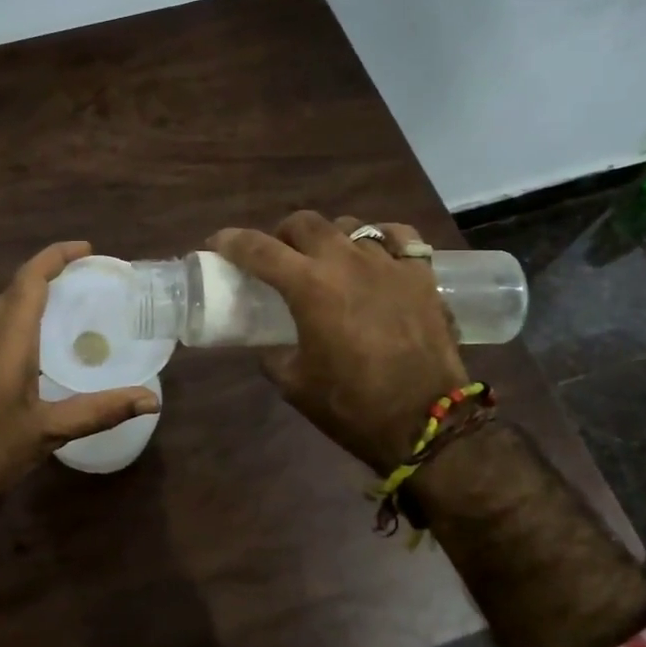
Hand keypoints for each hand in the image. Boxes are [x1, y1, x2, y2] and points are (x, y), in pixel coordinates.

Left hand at [0, 242, 157, 585]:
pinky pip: (0, 325)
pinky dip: (25, 314)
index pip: (29, 281)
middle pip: (16, 287)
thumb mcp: (49, 432)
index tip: (87, 250)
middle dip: (50, 270)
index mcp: (7, 342)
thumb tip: (150, 400)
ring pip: (5, 305)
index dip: (55, 257)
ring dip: (35, 291)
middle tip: (89, 273)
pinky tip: (44, 338)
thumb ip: (99, 411)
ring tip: (73, 297)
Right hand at [208, 212, 467, 472]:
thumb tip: (270, 343)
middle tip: (277, 257)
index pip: (258, 248)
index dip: (231, 241)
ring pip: (349, 225)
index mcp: (309, 287)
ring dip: (328, 238)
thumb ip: (273, 353)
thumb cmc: (352, 406)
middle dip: (281, 235)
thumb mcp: (294, 384)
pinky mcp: (422, 274)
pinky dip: (379, 239)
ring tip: (327, 261)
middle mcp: (346, 262)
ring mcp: (388, 263)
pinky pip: (398, 236)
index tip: (218, 243)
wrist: (427, 424)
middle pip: (304, 222)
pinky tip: (374, 255)